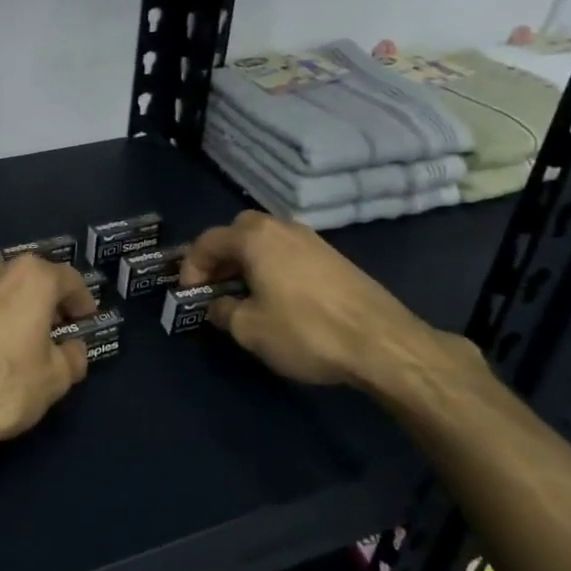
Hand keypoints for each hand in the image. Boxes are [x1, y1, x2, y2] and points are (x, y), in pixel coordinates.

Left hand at [0, 255, 96, 467]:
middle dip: (48, 303)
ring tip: (24, 343)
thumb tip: (71, 348)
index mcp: (31, 276)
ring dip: (17, 310)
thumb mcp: (55, 378)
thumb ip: (73, 356)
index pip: (69, 279)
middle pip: (33, 280)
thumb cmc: (4, 384)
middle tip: (58, 332)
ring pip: (2, 291)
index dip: (82, 302)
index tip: (86, 322)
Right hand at [178, 210, 444, 389]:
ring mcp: (312, 240)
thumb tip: (217, 305)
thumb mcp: (249, 329)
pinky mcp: (334, 258)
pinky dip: (273, 267)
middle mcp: (282, 228)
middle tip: (215, 287)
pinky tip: (278, 298)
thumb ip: (223, 311)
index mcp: (254, 237)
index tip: (189, 295)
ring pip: (266, 241)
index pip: (207, 241)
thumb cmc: (305, 331)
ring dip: (248, 262)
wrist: (382, 343)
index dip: (190, 267)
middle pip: (238, 232)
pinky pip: (289, 253)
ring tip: (244, 295)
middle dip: (221, 257)